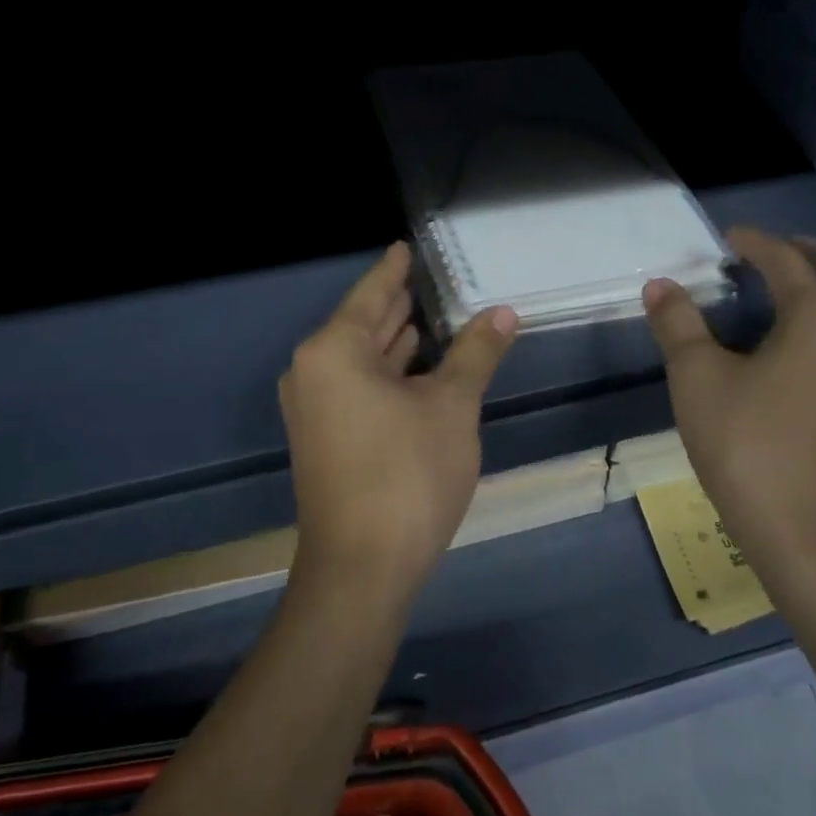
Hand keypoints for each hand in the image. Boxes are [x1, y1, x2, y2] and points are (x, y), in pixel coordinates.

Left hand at [280, 243, 517, 604]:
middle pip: (362, 324)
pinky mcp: (325, 439)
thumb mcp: (452, 407)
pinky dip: (387, 373)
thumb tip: (502, 312)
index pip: (371, 293)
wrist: (362, 569)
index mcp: (334, 351)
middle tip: (431, 280)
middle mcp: (313, 372)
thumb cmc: (407, 475)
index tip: (406, 247)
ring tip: (429, 317)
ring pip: (360, 360)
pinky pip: (357, 387)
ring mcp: (315, 408)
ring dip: (395, 342)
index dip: (394, 269)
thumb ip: (475, 353)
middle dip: (397, 305)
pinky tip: (416, 369)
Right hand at [643, 227, 815, 574]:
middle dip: (809, 254)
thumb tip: (660, 285)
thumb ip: (678, 325)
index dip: (757, 242)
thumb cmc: (748, 445)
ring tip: (808, 296)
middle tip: (773, 252)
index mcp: (815, 320)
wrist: (805, 532)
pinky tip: (813, 353)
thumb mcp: (697, 379)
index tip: (729, 236)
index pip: (788, 262)